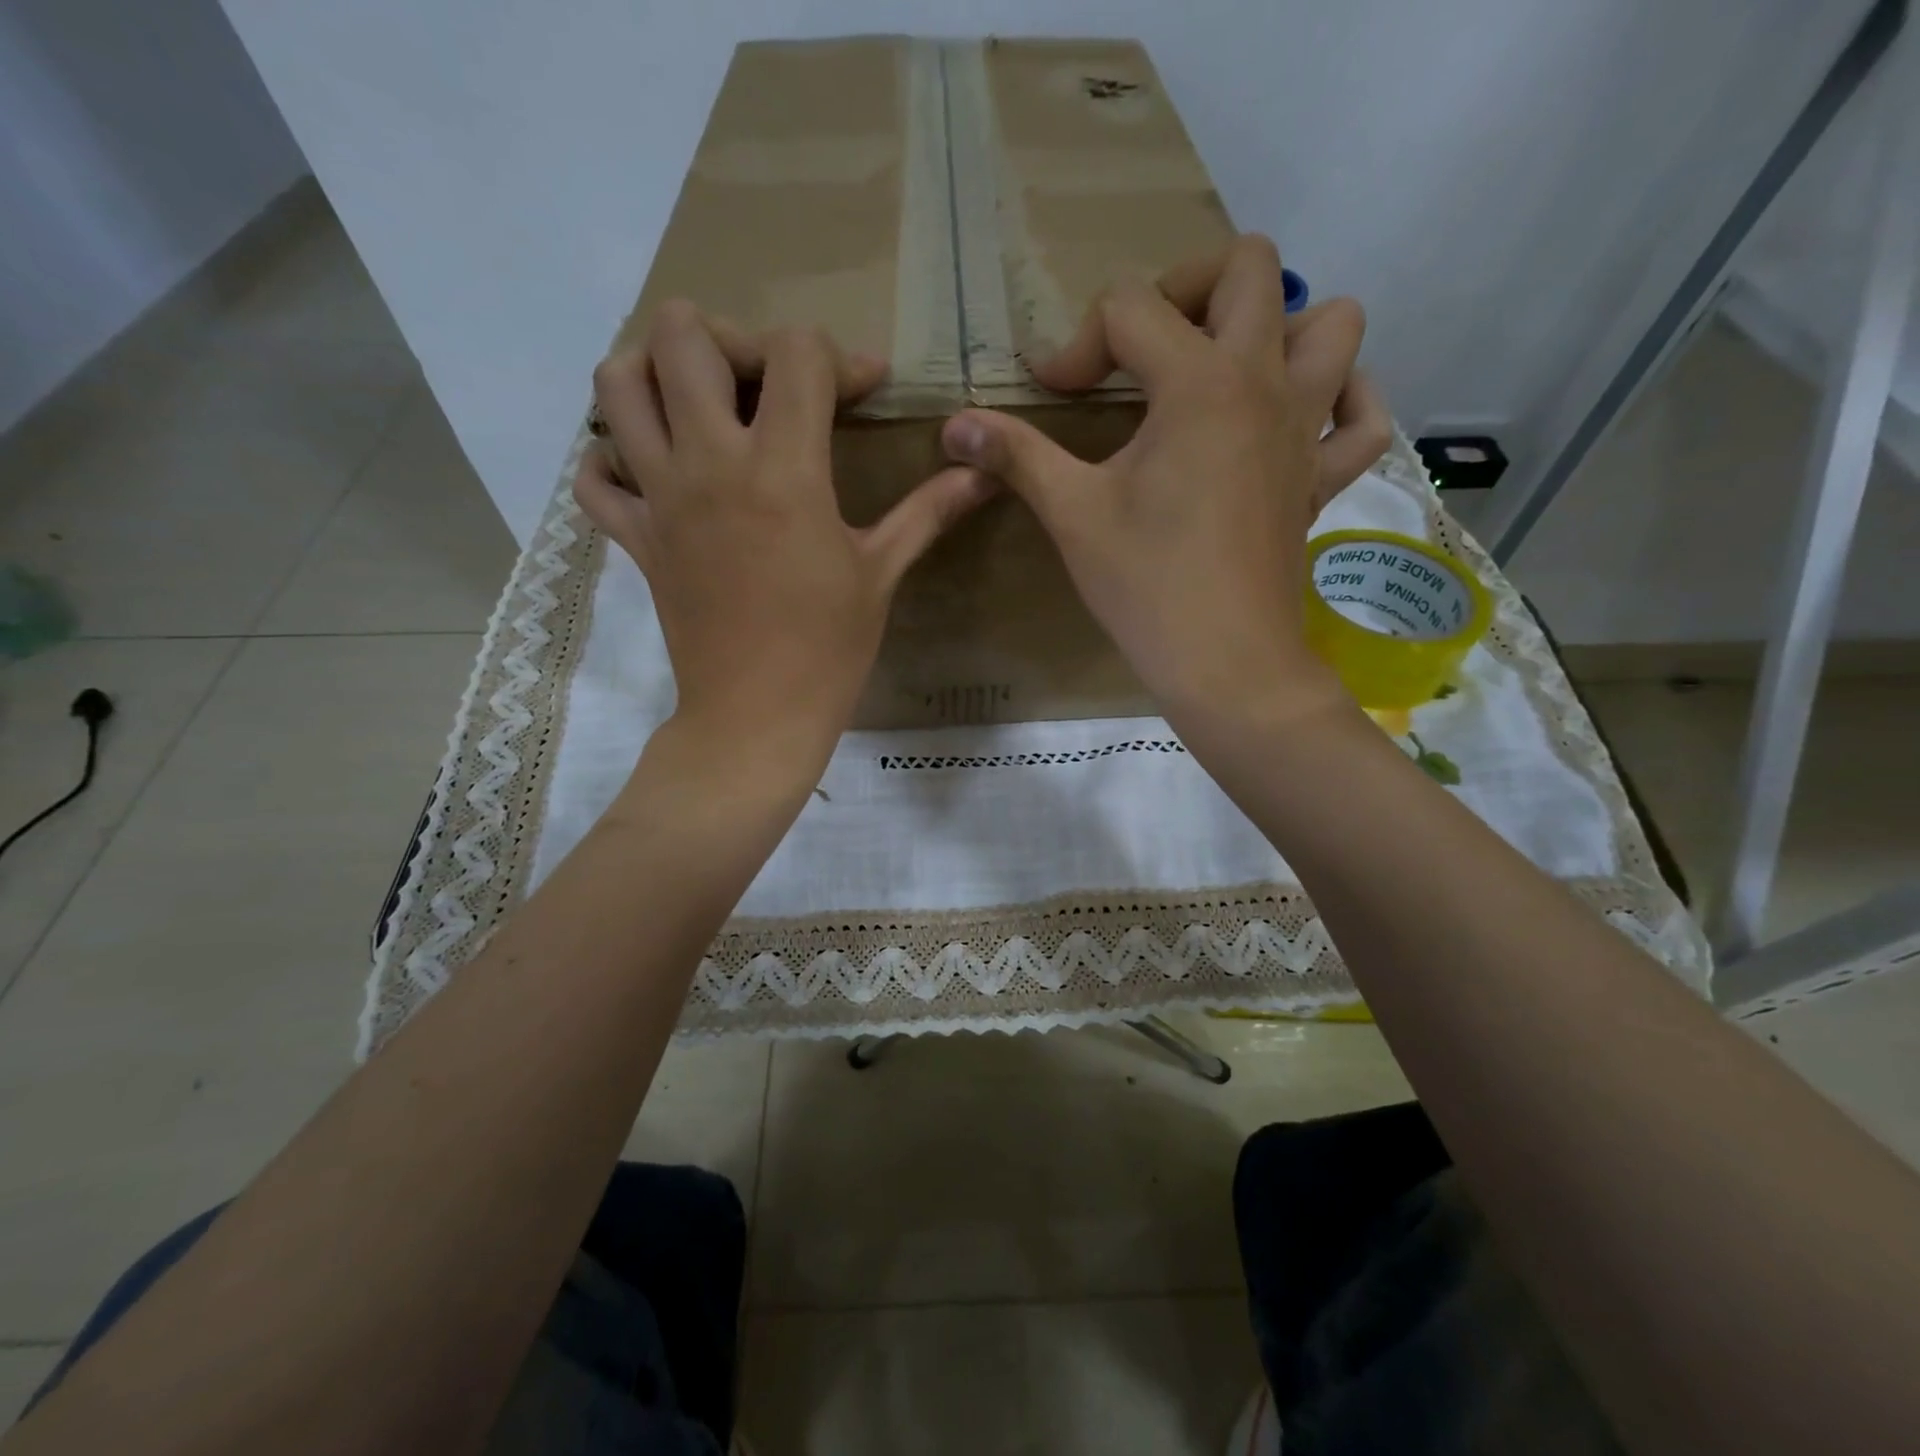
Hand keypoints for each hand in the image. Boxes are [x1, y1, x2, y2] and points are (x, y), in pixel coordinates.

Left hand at [577, 302, 994, 768]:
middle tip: (765, 384)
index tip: (862, 392)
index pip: (796, 353)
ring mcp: (659, 498)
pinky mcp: (635, 538)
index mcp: (782, 470)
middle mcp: (708, 464)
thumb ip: (929, 511)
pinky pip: (593, 476)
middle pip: (682, 335)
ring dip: (657, 374)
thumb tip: (983, 472)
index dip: (838, 357)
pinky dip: (612, 460)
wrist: (756, 718)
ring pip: (618, 383)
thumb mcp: (881, 573)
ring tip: (700, 405)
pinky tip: (652, 473)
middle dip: (732, 338)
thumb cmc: (828, 650)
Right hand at [940, 235, 1389, 728]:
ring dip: (1280, 328)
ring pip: (1332, 323)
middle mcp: (1264, 382)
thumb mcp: (1072, 514)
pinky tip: (1301, 417)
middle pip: (1248, 268)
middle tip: (1145, 349)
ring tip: (1225, 372)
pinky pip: (1362, 416)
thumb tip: (953, 425)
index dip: (1077, 345)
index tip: (1051, 396)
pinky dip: (1343, 400)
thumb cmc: (1146, 585)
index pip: (1130, 307)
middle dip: (1186, 288)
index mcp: (1198, 382)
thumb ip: (1016, 456)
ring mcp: (1306, 427)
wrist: (1224, 662)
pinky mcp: (1323, 477)